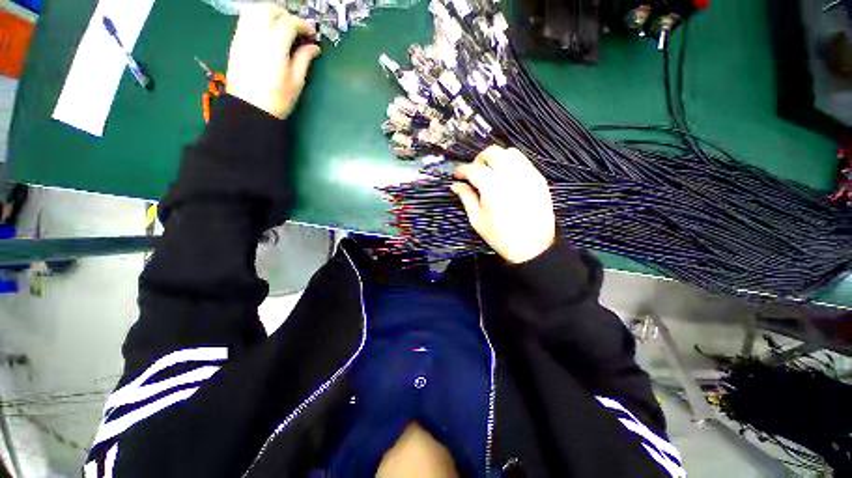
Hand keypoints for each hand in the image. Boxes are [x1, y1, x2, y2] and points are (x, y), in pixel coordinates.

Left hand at [226, 4, 320, 118]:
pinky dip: (258, 18)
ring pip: (255, 9)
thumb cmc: (277, 100)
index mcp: (275, 47)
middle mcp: (257, 36)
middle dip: (286, 15)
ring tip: (281, 26)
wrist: (250, 109)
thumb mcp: (296, 82)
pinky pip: (246, 19)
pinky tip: (267, 32)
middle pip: (270, 9)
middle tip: (296, 28)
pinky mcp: (236, 41)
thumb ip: (304, 60)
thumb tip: (314, 47)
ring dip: (270, 13)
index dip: (303, 25)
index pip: (289, 23)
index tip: (311, 34)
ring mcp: (244, 37)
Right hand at [451, 146, 555, 263]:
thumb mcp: (477, 220)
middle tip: (474, 173)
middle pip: (492, 153)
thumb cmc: (501, 237)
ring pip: (509, 153)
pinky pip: (523, 161)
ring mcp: (528, 176)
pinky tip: (505, 177)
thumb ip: (466, 198)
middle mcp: (512, 177)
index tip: (456, 174)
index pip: (474, 169)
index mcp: (493, 189)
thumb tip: (456, 185)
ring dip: (496, 159)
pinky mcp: (539, 179)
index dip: (462, 169)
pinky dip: (510, 163)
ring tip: (490, 174)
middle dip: (479, 160)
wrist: (533, 247)